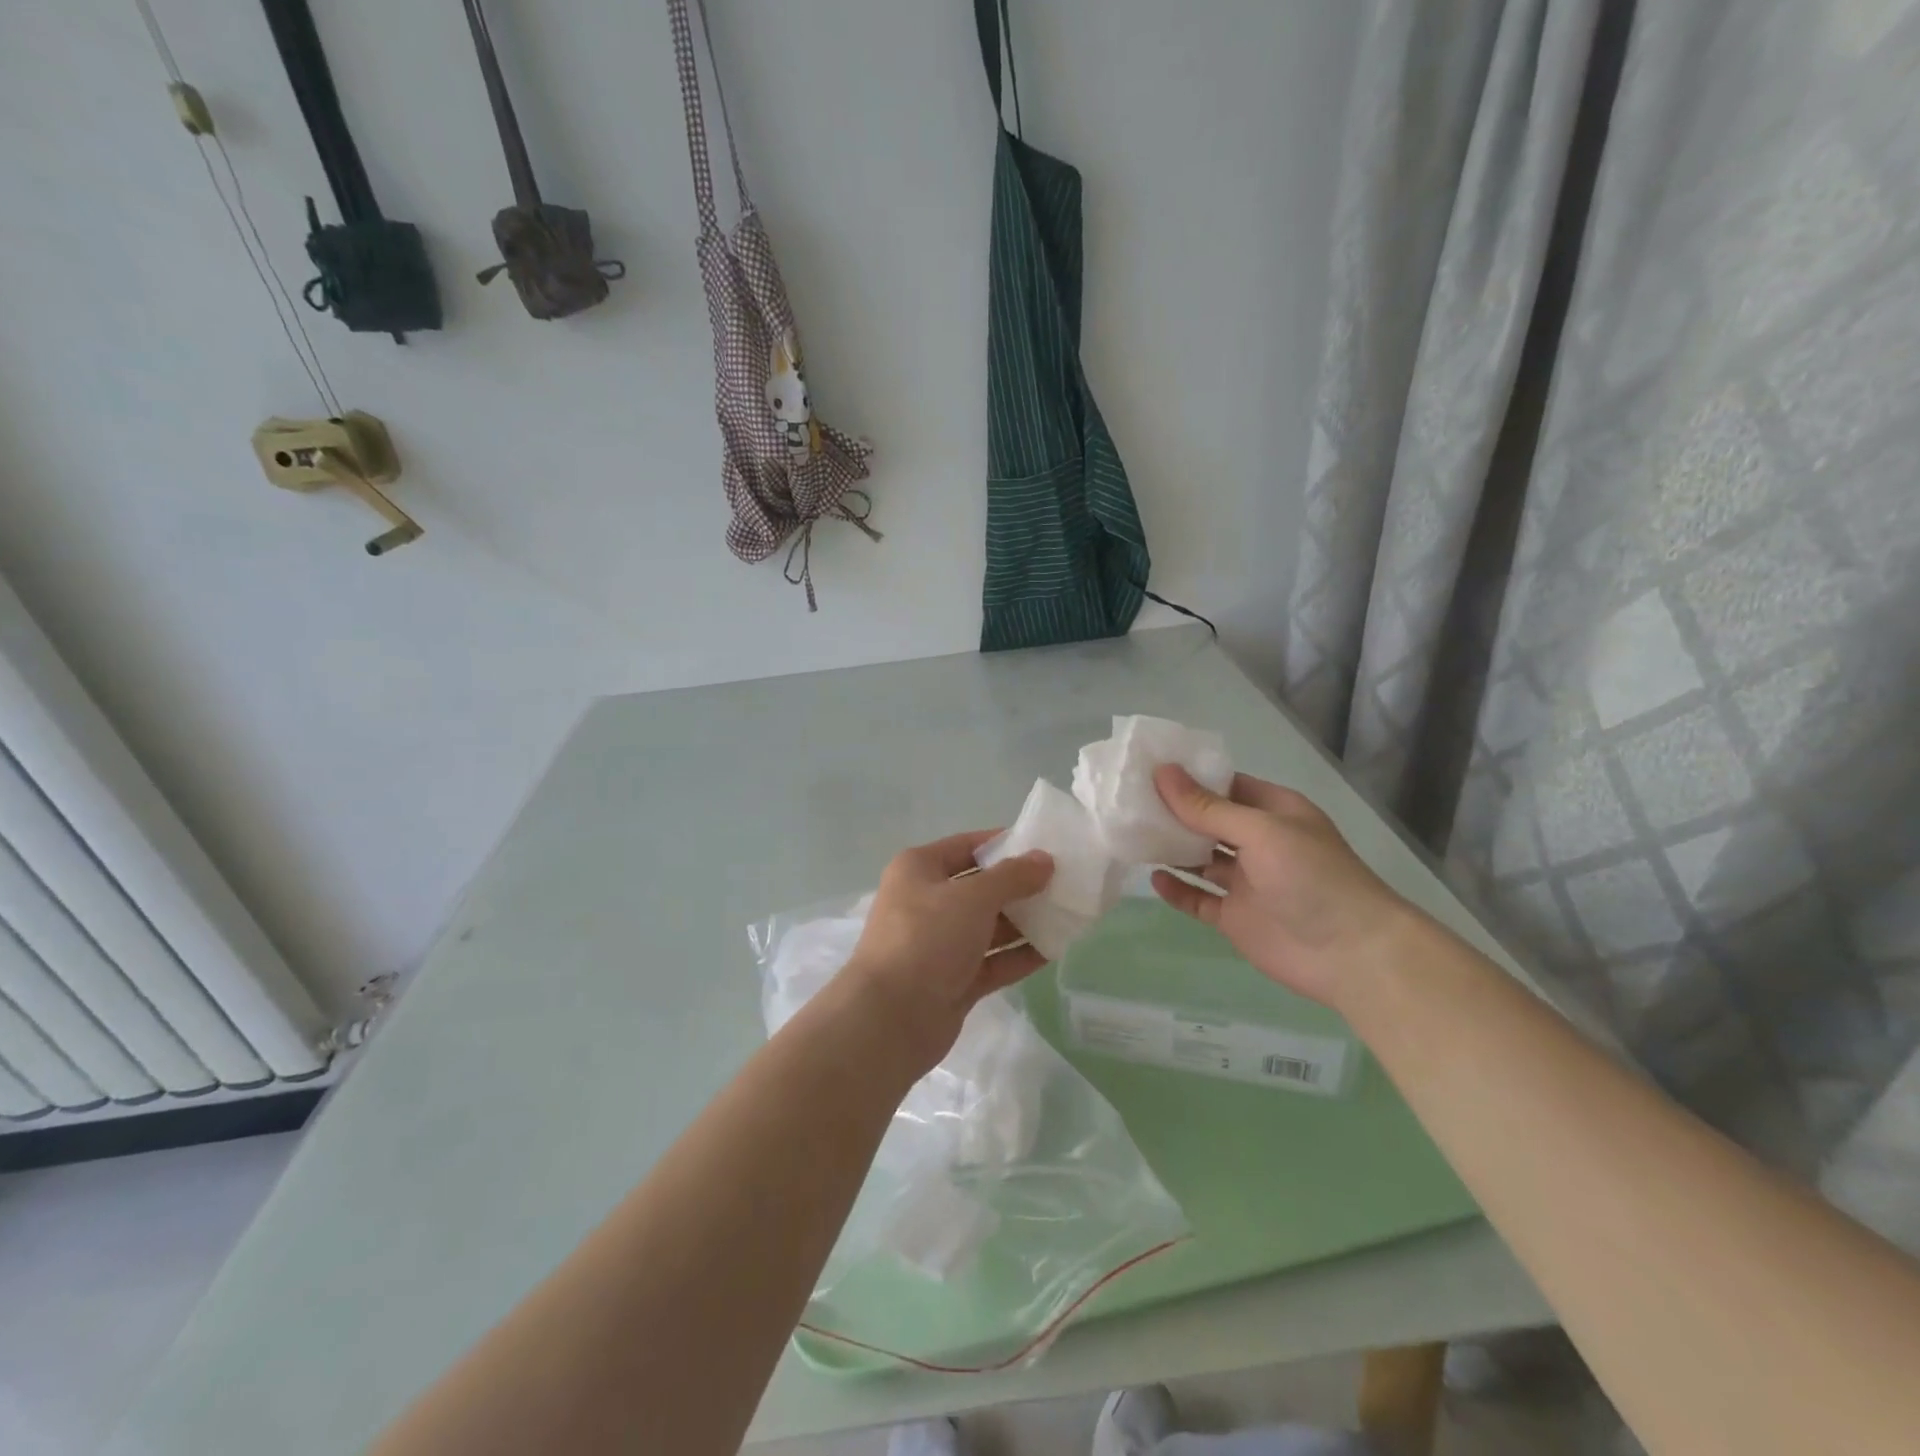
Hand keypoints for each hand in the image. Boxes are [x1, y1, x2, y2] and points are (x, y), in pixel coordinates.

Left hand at [833, 831, 1052, 1073]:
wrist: (890, 1018)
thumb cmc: (926, 938)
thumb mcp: (972, 897)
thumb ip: (1012, 877)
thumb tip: (1044, 859)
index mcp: (919, 869)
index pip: (968, 846)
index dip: (1005, 844)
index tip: (1046, 848)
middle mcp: (927, 901)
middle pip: (981, 887)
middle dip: (1021, 886)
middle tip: (1065, 883)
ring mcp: (940, 944)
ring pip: (989, 926)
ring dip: (1025, 921)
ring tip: (1069, 914)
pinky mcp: (953, 980)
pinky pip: (993, 960)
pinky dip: (1019, 954)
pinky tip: (1055, 949)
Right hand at [1148, 766, 1415, 1008]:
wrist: (1351, 954)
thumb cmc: (1312, 877)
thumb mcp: (1260, 831)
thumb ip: (1208, 808)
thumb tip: (1163, 772)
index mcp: (1273, 813)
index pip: (1225, 786)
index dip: (1189, 778)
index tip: (1146, 770)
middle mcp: (1258, 843)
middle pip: (1208, 822)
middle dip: (1173, 812)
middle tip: (1127, 802)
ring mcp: (1246, 882)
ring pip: (1200, 860)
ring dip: (1171, 849)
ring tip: (1131, 836)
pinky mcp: (1236, 917)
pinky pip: (1199, 899)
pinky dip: (1177, 890)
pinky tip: (1153, 879)